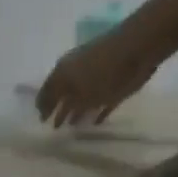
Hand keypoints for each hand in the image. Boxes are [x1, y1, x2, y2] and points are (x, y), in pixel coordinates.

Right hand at [34, 27, 162, 127]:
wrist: (137, 49)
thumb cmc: (103, 73)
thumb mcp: (80, 94)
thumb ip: (68, 105)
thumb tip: (57, 112)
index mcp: (64, 73)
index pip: (48, 91)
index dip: (43, 105)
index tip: (40, 120)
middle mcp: (76, 73)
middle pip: (64, 94)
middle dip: (58, 109)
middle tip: (54, 127)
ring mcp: (96, 77)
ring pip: (82, 98)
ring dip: (76, 111)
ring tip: (72, 126)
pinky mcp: (114, 83)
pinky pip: (101, 101)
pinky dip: (97, 111)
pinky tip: (95, 122)